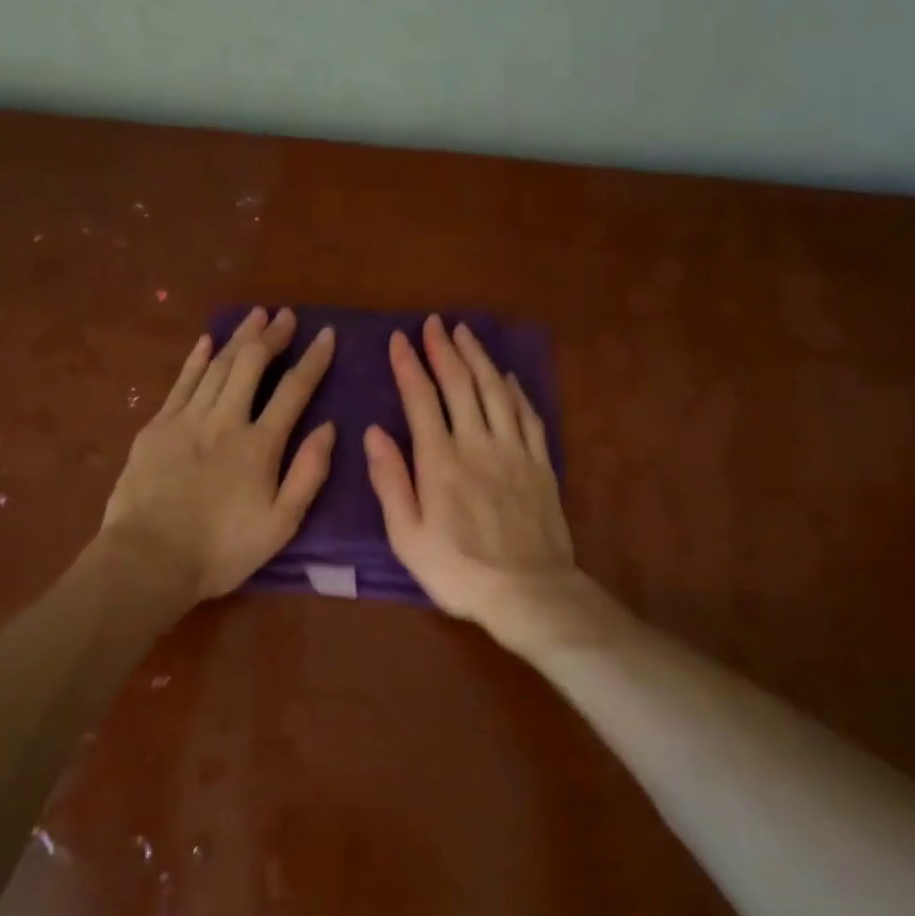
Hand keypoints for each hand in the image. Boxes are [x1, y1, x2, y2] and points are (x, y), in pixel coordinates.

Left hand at [102, 307, 335, 602]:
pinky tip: (206, 342)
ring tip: (255, 315)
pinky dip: (196, 359)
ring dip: (238, 338)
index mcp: (260, 445)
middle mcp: (225, 420)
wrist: (149, 559)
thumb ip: (308, 473)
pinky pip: (181, 382)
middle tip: (287, 315)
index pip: (294, 391)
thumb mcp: (281, 524)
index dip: (313, 360)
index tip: (326, 335)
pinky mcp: (156, 428)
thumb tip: (328, 427)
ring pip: (217, 366)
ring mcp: (186, 419)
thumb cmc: (222, 550)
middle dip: (272, 336)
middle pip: (252, 365)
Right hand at [364, 315, 586, 649]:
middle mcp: (477, 444)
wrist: (528, 591)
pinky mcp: (540, 463)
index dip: (409, 366)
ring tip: (466, 333)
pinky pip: (527, 415)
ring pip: (495, 391)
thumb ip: (390, 481)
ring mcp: (513, 451)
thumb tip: (374, 433)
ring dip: (479, 358)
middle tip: (435, 323)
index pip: (421, 399)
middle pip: (461, 384)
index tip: (399, 340)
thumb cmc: (457, 571)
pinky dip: (514, 390)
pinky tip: (506, 376)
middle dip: (445, 350)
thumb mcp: (407, 536)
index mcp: (440, 461)